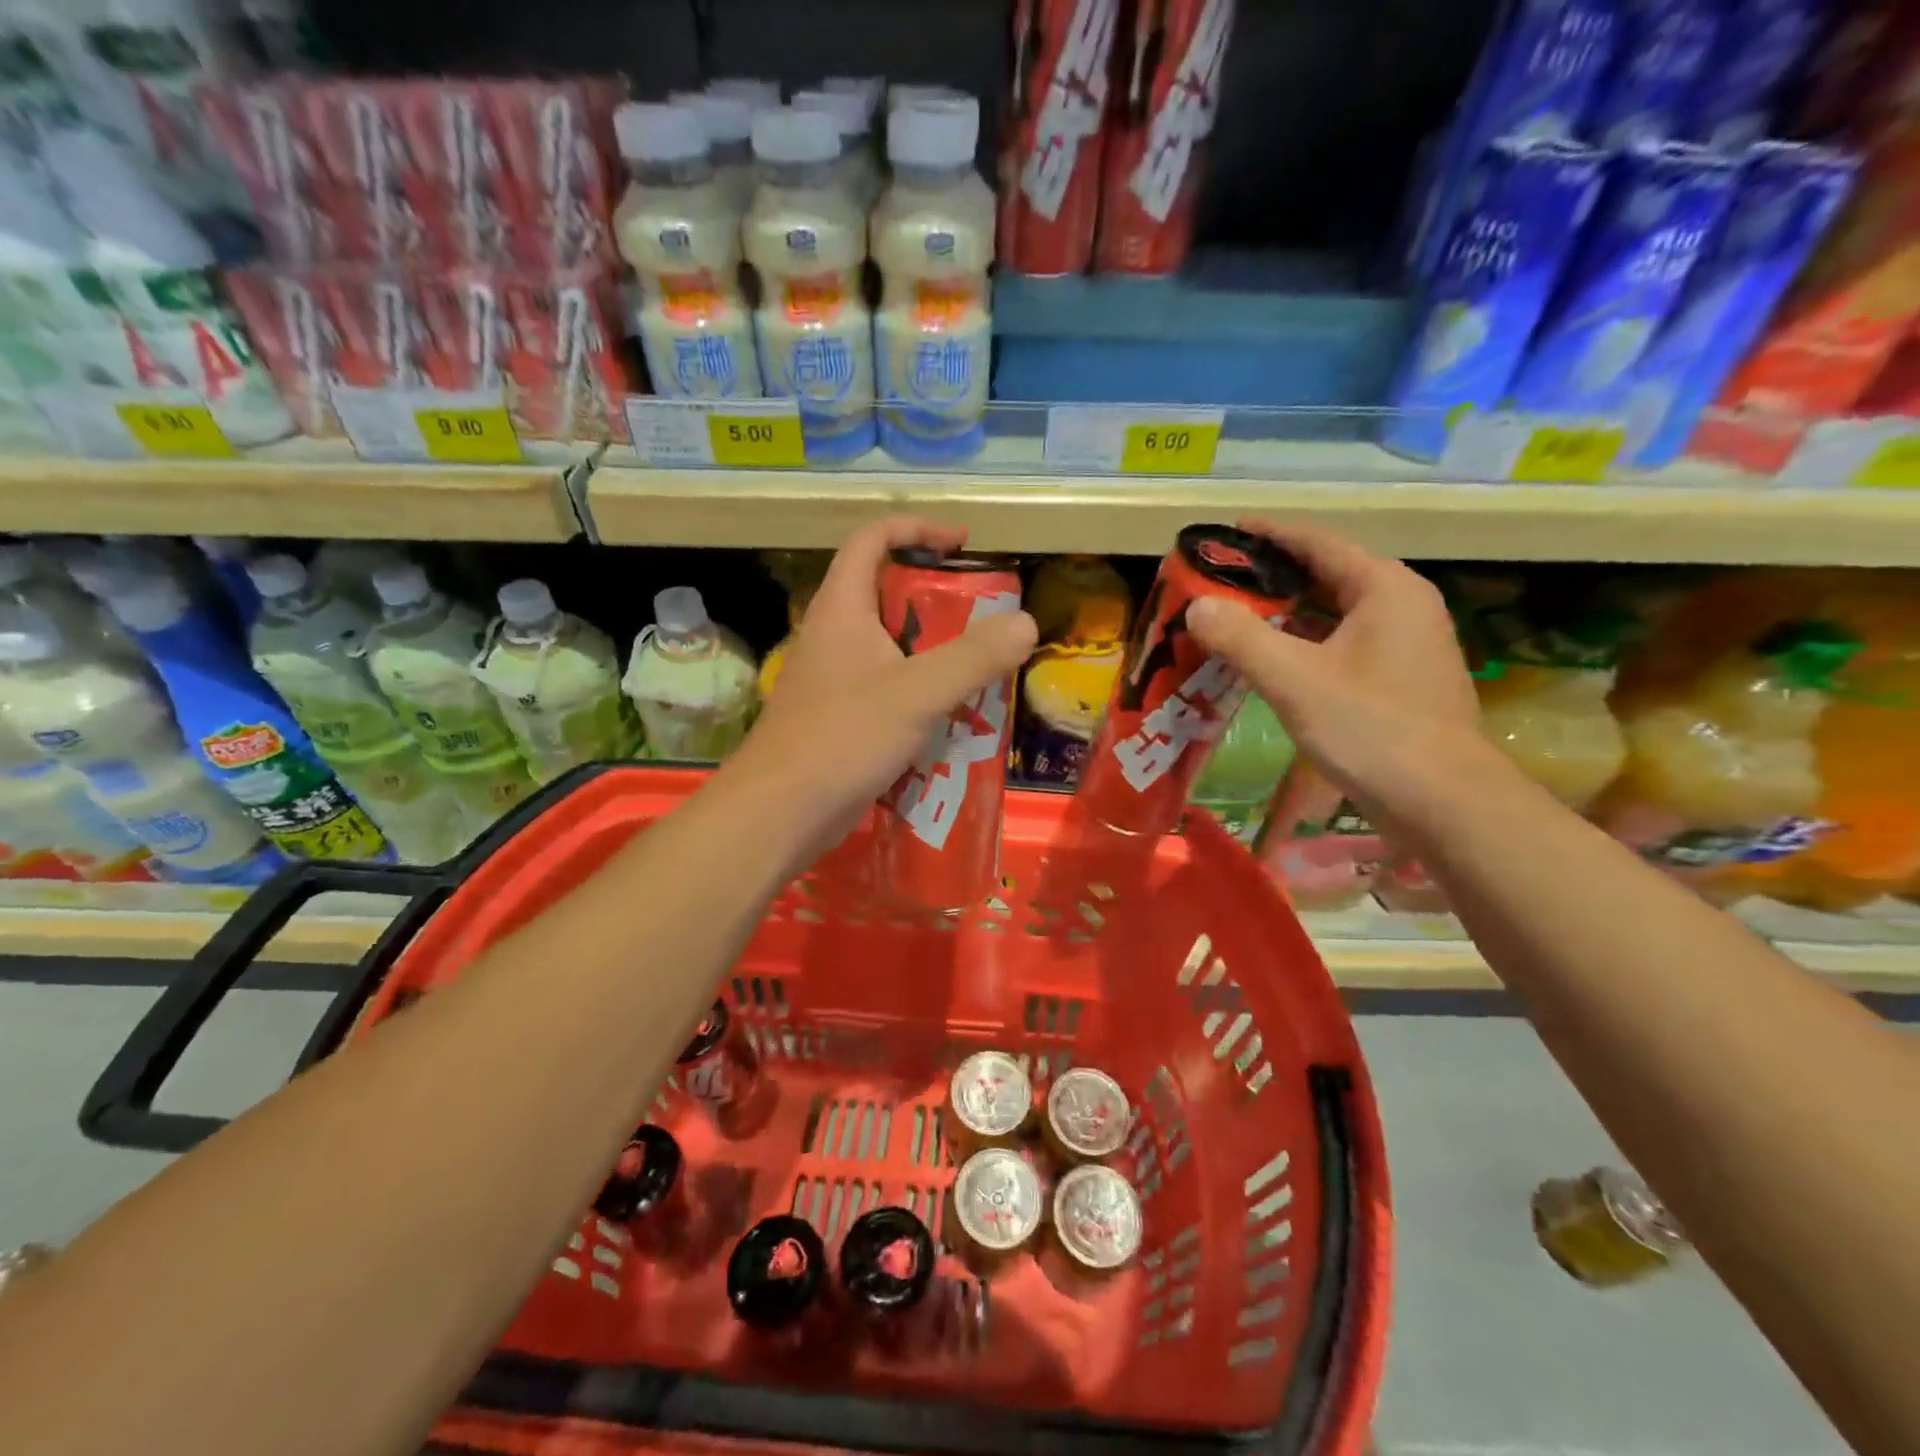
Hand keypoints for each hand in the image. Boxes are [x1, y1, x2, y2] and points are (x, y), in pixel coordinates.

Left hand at [729, 517, 1037, 851]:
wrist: (779, 812)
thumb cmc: (842, 738)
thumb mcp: (916, 693)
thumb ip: (972, 657)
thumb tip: (1026, 622)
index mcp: (842, 608)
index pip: (872, 539)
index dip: (916, 529)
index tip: (961, 542)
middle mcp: (832, 634)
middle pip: (884, 593)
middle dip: (934, 598)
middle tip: (981, 617)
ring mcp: (831, 678)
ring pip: (887, 646)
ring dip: (930, 650)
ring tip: (976, 668)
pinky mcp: (836, 716)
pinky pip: (884, 688)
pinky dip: (917, 691)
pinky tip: (947, 717)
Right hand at [1187, 519, 1491, 817]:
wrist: (1443, 802)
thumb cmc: (1371, 729)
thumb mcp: (1294, 680)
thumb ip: (1241, 638)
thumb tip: (1196, 606)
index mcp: (1384, 588)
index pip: (1320, 544)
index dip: (1272, 534)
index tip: (1229, 531)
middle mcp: (1402, 605)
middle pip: (1328, 576)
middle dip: (1274, 577)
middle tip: (1223, 580)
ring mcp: (1407, 645)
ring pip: (1335, 614)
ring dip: (1287, 614)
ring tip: (1237, 618)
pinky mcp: (1402, 680)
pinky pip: (1343, 644)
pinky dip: (1305, 644)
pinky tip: (1273, 662)